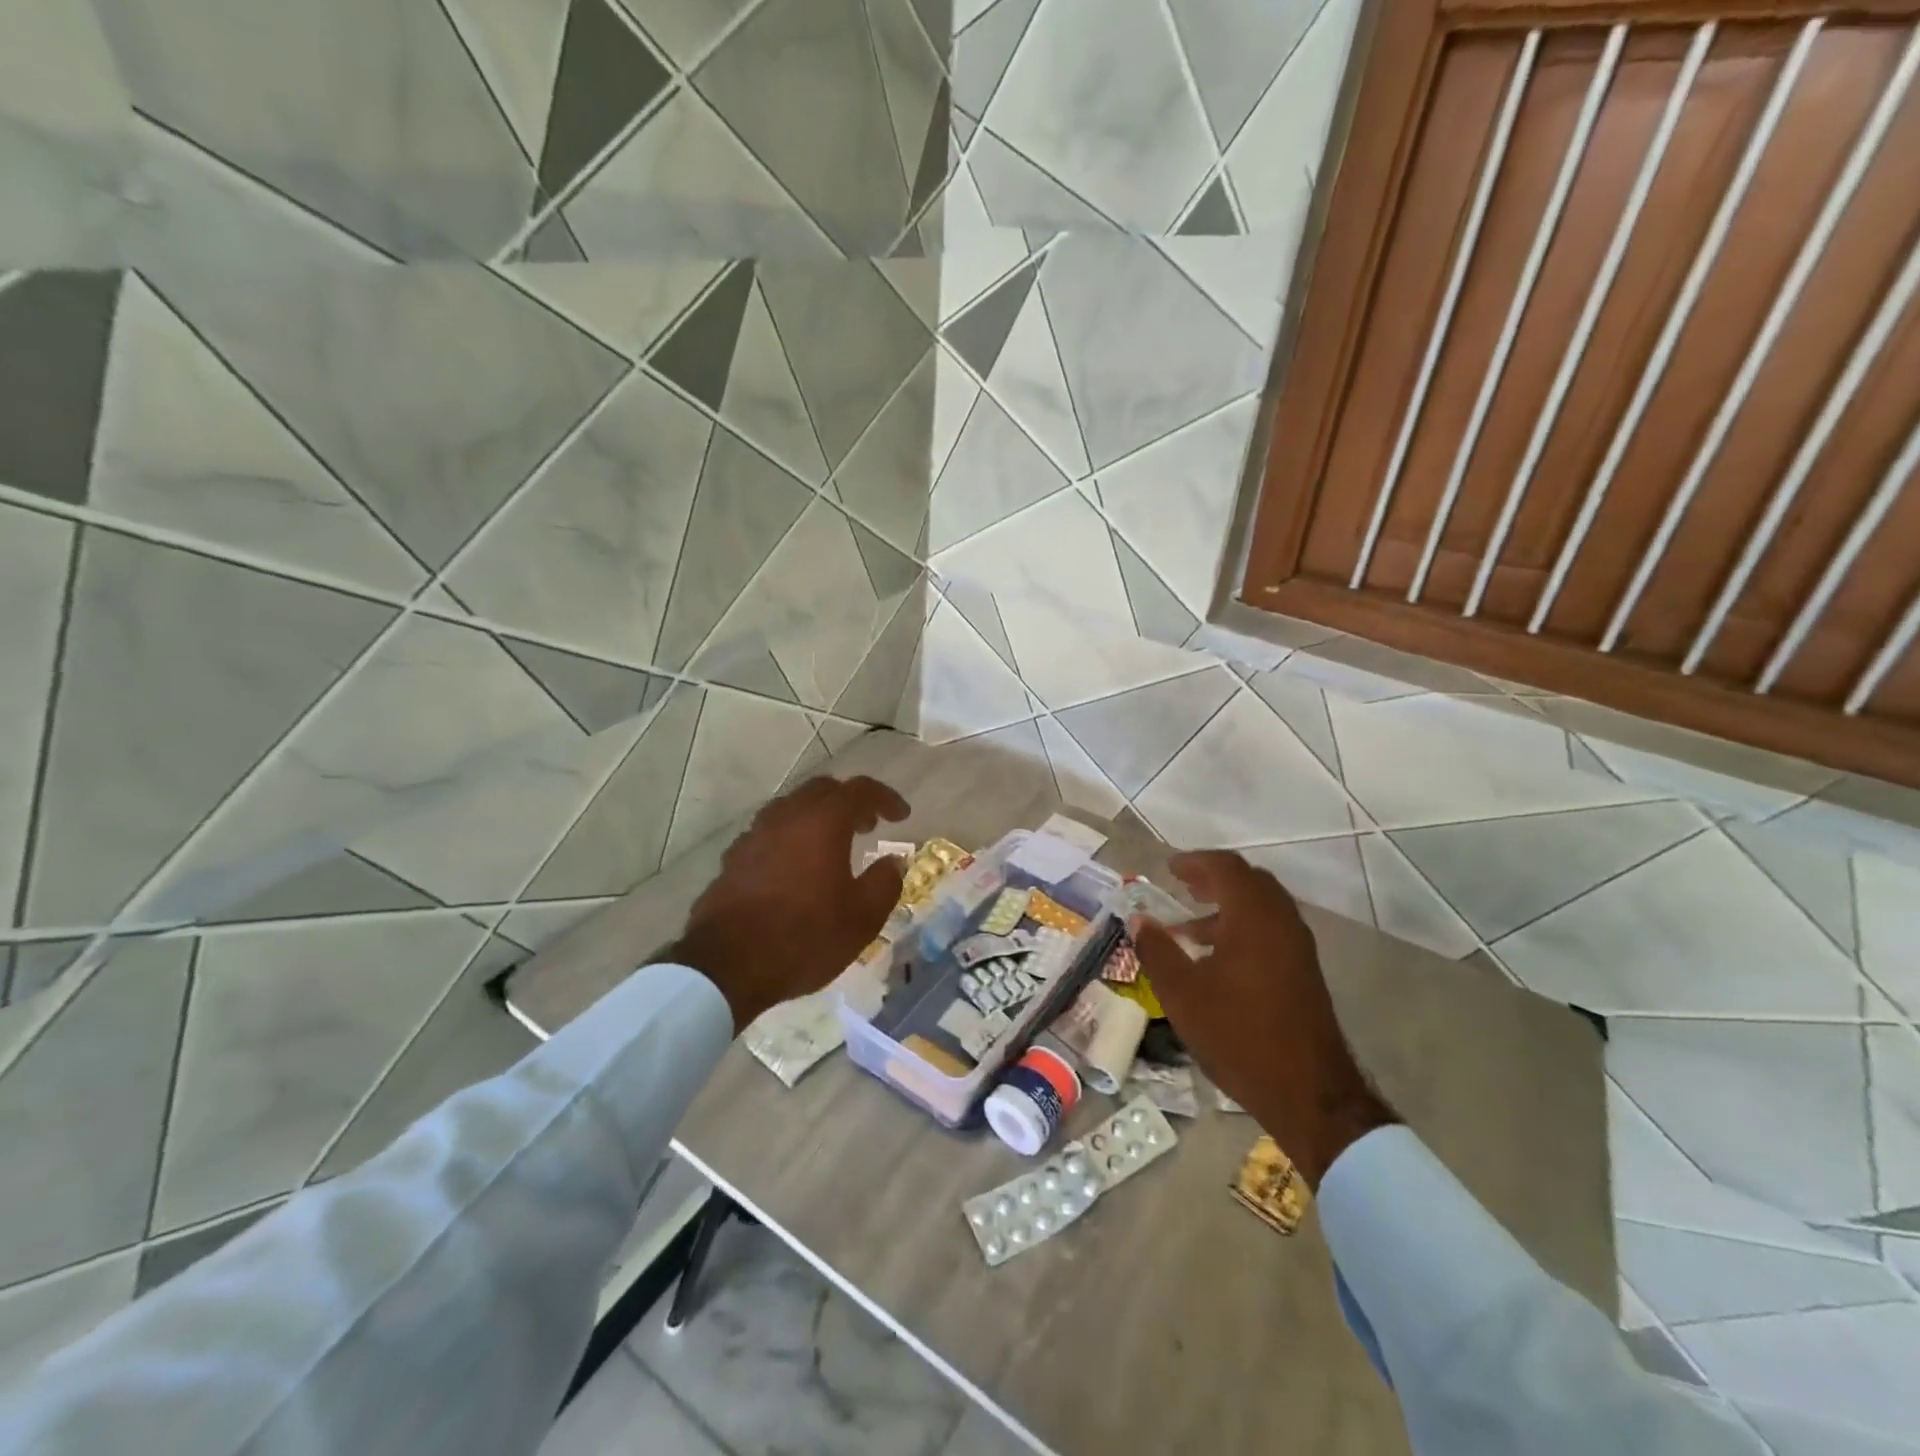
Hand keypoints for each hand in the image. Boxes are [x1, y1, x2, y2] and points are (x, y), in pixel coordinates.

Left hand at [665, 775, 911, 1030]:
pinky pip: (769, 833)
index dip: (885, 798)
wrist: (725, 966)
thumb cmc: (804, 937)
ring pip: (791, 808)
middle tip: (868, 825)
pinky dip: (790, 838)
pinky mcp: (733, 859)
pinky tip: (795, 867)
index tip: (901, 815)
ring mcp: (754, 835)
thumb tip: (893, 862)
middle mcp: (787, 817)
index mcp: (823, 822)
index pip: (860, 790)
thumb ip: (884, 883)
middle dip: (849, 802)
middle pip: (822, 790)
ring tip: (832, 845)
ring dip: (817, 817)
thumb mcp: (862, 918)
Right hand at [1131, 851, 1397, 1188]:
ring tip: (1190, 928)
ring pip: (1262, 907)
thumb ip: (1158, 950)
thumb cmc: (1238, 1036)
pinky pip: (1271, 930)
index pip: (1226, 868)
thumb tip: (1138, 920)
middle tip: (1182, 887)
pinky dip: (1242, 927)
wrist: (1309, 1094)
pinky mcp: (1304, 972)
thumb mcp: (1183, 994)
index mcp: (1254, 918)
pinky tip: (1217, 959)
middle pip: (1249, 881)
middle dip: (1213, 879)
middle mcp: (1282, 922)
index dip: (1195, 862)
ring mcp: (1298, 948)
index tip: (1169, 868)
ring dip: (1227, 906)